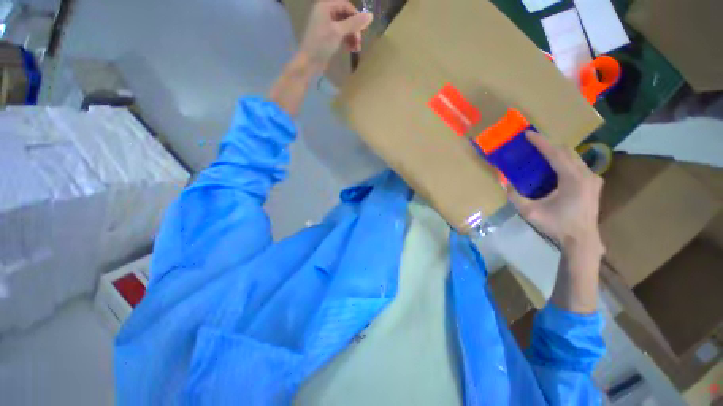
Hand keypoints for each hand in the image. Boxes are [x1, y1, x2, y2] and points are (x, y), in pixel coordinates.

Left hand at [299, 0, 372, 72]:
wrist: (309, 63)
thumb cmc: (321, 44)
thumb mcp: (338, 32)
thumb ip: (354, 23)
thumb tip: (371, 16)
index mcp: (325, 6)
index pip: (346, 5)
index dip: (356, 15)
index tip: (363, 29)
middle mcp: (325, 13)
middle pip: (346, 16)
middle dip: (354, 29)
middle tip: (359, 41)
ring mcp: (326, 26)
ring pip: (344, 27)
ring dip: (352, 36)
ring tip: (357, 48)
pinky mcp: (327, 38)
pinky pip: (341, 36)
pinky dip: (347, 41)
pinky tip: (352, 49)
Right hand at [508, 132, 604, 252]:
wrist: (582, 239)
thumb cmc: (556, 225)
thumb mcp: (530, 212)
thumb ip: (515, 197)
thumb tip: (505, 184)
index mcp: (572, 179)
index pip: (555, 154)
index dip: (541, 143)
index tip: (529, 134)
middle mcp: (586, 174)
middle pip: (567, 152)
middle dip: (549, 146)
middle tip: (533, 144)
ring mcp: (593, 178)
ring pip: (574, 157)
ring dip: (558, 153)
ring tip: (542, 153)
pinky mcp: (594, 184)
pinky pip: (579, 165)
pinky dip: (566, 161)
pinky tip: (557, 166)